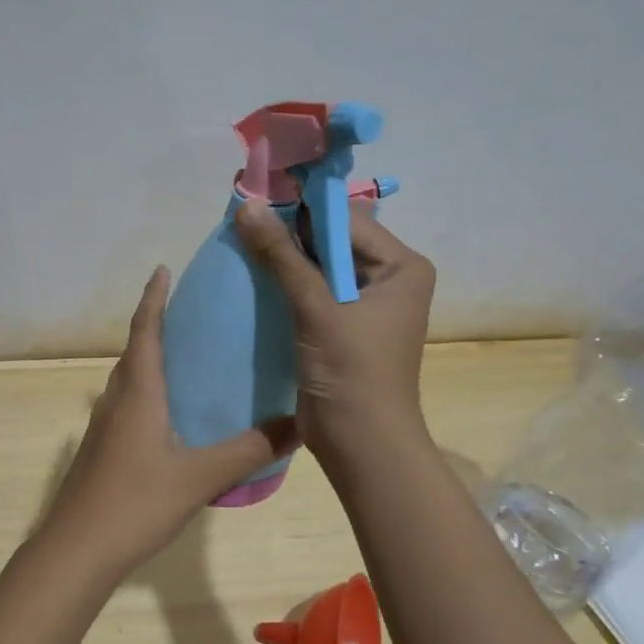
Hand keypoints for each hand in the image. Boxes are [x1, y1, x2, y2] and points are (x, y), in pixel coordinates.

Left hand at [30, 266, 299, 579]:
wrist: (77, 549)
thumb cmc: (135, 502)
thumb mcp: (199, 476)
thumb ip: (248, 450)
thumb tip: (298, 423)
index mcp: (138, 392)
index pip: (145, 330)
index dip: (153, 298)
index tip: (162, 269)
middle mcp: (116, 400)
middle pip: (135, 350)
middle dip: (156, 324)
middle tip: (189, 312)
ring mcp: (104, 426)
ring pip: (129, 379)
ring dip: (150, 358)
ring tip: (185, 357)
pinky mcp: (101, 449)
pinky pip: (127, 404)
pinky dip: (147, 391)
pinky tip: (170, 415)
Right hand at [233, 199, 436, 463]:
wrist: (361, 444)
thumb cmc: (352, 371)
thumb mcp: (317, 308)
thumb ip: (282, 256)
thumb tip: (246, 207)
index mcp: (402, 267)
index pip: (347, 222)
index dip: (303, 209)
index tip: (257, 199)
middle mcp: (389, 278)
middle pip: (333, 241)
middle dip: (289, 233)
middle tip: (242, 221)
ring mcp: (365, 304)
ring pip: (318, 267)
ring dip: (284, 259)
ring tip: (241, 243)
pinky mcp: (342, 326)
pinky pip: (312, 292)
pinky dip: (285, 285)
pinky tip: (253, 277)